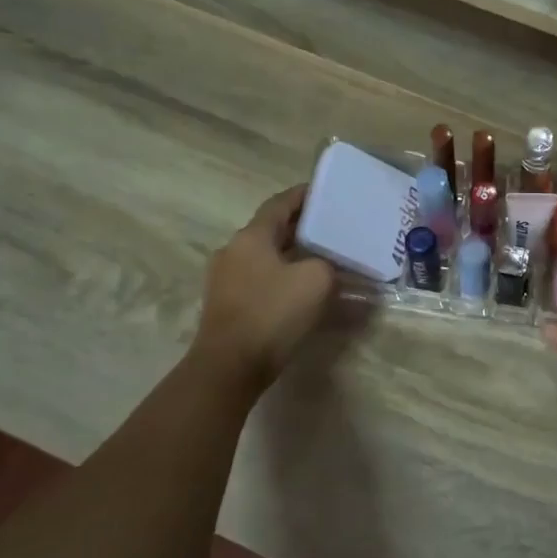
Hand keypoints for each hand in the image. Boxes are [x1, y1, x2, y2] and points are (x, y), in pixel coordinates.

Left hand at [194, 185, 333, 391]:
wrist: (231, 365)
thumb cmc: (273, 312)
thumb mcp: (317, 280)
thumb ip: (327, 264)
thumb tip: (325, 267)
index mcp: (251, 236)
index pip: (279, 204)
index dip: (303, 195)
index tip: (325, 192)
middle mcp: (233, 250)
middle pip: (271, 230)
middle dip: (301, 227)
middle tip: (331, 228)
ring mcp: (225, 279)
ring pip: (265, 256)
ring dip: (291, 254)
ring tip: (322, 259)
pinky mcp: (227, 304)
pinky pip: (260, 279)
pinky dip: (282, 276)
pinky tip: (302, 289)